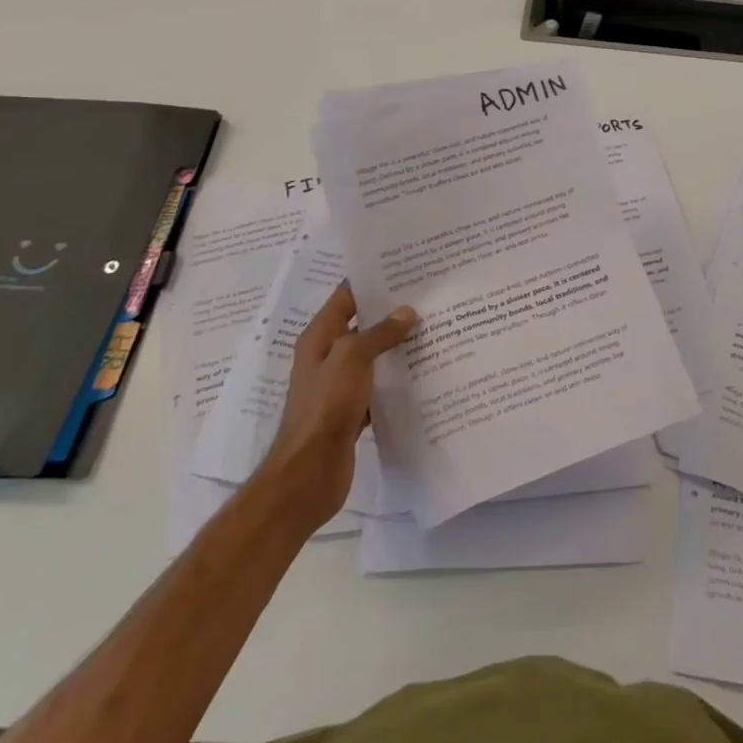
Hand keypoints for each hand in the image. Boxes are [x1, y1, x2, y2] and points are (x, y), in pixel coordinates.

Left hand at [264, 281, 416, 522]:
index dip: (372, 280)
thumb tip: (406, 312)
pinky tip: (425, 374)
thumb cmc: (325, 407)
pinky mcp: (352, 411)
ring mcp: (339, 385)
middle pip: (362, 324)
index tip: (406, 268)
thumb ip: (379, 333)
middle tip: (430, 298)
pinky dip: (397, 379)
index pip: (347, 296)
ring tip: (434, 330)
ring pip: (373, 356)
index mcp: (319, 337)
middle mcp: (327, 356)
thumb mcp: (352, 359)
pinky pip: (378, 386)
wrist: (308, 474)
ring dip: (397, 346)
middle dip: (392, 312)